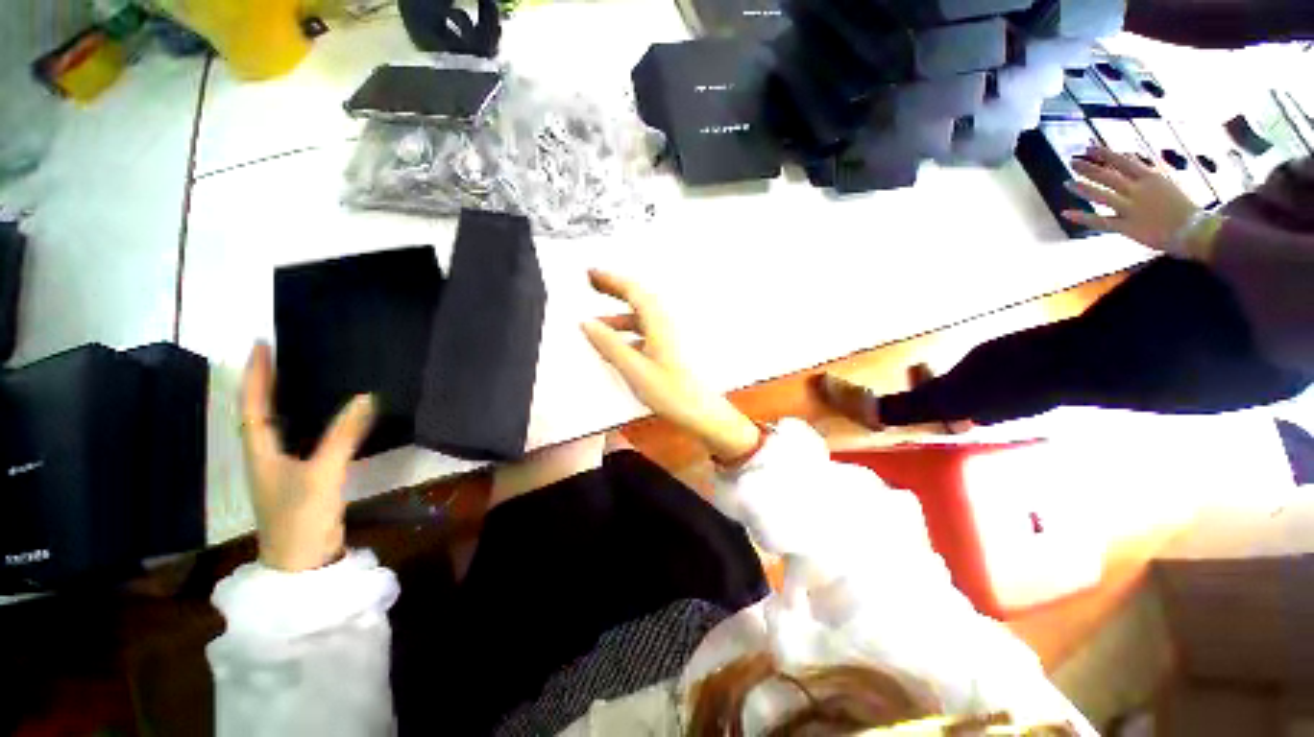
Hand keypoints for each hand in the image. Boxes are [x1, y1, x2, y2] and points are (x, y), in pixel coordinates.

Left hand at [240, 342, 376, 572]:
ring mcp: (283, 468)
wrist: (302, 562)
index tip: (260, 344)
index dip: (255, 375)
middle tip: (283, 354)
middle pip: (261, 412)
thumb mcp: (322, 473)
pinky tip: (326, 417)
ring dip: (285, 400)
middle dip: (267, 383)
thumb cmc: (301, 517)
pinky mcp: (301, 478)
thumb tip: (367, 396)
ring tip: (301, 376)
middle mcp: (265, 455)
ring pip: (281, 425)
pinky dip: (308, 421)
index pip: (253, 405)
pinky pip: (302, 439)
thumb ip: (344, 435)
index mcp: (260, 451)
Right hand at [581, 270, 760, 460]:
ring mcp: (671, 337)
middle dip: (615, 290)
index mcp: (660, 323)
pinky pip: (647, 333)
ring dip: (620, 316)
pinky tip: (619, 346)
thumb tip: (588, 324)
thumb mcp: (635, 369)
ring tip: (599, 323)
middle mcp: (667, 324)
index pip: (634, 291)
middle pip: (639, 299)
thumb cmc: (672, 393)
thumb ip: (610, 345)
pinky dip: (630, 333)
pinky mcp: (672, 350)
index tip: (591, 274)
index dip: (611, 280)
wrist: (703, 414)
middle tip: (593, 284)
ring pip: (642, 318)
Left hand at [1061, 146, 1202, 252]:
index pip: (1122, 161)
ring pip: (1101, 195)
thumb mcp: (1165, 183)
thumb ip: (1145, 173)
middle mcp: (1138, 190)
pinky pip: (1100, 221)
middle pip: (1108, 176)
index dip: (1104, 154)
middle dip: (1088, 168)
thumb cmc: (1182, 207)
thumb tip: (1130, 159)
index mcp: (1150, 177)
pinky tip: (1065, 213)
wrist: (1195, 231)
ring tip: (1066, 182)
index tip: (1088, 147)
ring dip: (1082, 188)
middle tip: (1072, 161)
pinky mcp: (1126, 227)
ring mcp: (1131, 209)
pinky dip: (1082, 217)